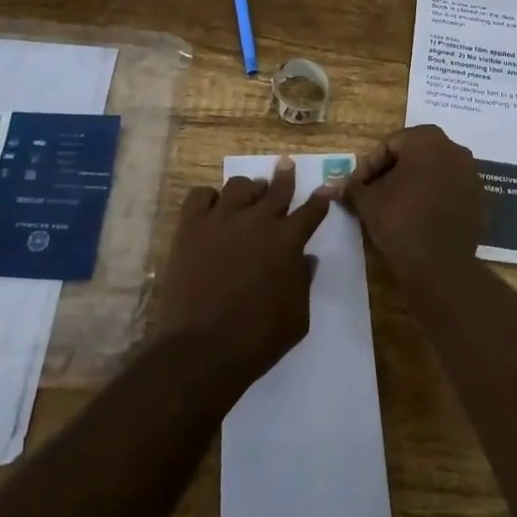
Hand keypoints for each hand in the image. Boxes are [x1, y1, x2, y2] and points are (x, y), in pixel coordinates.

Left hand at [154, 157, 328, 385]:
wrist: (200, 350)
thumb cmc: (257, 339)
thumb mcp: (297, 317)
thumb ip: (303, 282)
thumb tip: (307, 259)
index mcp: (288, 241)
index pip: (311, 210)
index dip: (321, 199)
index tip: (327, 188)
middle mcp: (257, 221)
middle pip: (276, 188)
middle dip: (285, 176)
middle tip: (286, 165)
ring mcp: (221, 220)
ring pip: (239, 185)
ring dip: (249, 188)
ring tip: (248, 194)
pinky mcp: (190, 227)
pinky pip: (200, 195)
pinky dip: (209, 197)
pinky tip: (211, 207)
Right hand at [338, 125, 485, 285]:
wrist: (440, 266)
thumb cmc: (400, 221)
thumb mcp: (367, 201)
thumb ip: (353, 188)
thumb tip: (337, 186)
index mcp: (427, 139)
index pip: (390, 145)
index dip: (369, 167)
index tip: (357, 188)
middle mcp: (454, 149)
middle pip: (414, 155)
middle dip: (391, 173)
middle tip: (372, 195)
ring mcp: (471, 175)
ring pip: (433, 173)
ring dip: (412, 185)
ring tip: (392, 208)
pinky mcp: (479, 200)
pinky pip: (449, 192)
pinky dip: (432, 199)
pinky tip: (416, 218)